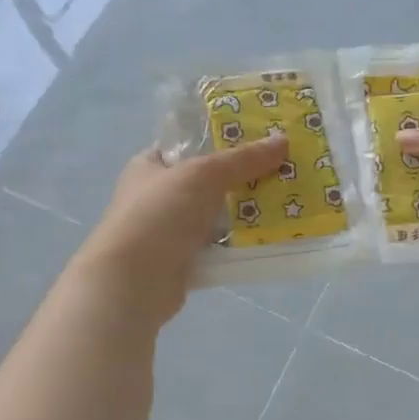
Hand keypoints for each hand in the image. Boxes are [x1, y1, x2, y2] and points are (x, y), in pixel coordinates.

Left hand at [73, 134, 289, 321]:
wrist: (132, 284)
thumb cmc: (158, 216)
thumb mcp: (203, 175)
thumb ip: (243, 159)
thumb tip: (283, 140)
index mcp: (150, 165)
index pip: (189, 144)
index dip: (223, 137)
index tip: (261, 136)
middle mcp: (158, 195)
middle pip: (209, 179)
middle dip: (244, 175)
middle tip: (284, 167)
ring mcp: (170, 229)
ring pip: (217, 213)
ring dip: (246, 210)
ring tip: (286, 199)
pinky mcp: (184, 260)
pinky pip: (220, 244)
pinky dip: (240, 240)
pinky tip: (271, 234)